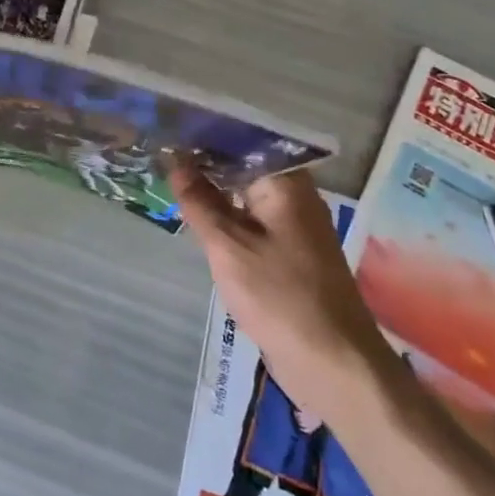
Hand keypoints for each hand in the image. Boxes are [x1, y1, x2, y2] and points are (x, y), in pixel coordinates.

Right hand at [171, 160, 388, 419]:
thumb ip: (199, 201)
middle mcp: (294, 197)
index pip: (239, 143)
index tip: (167, 130)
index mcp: (286, 184)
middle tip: (159, 155)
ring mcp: (293, 226)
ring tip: (169, 179)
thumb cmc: (280, 297)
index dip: (203, 135)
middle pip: (243, 167)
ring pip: (246, 195)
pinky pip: (252, 221)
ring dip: (213, 189)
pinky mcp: (290, 254)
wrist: (335, 365)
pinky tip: (198, 217)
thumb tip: (175, 162)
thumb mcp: (228, 246)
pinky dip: (226, 215)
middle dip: (204, 162)